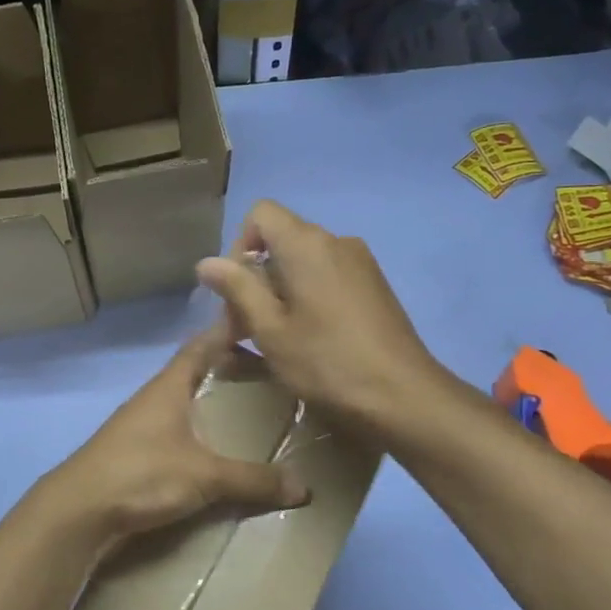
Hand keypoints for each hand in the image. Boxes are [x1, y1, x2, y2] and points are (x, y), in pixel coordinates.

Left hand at [31, 327, 309, 549]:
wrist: (79, 510)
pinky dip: (198, 433)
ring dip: (212, 403)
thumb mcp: (204, 476)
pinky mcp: (135, 454)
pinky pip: (176, 432)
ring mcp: (141, 426)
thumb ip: (252, 479)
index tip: (257, 319)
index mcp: (169, 386)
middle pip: (195, 372)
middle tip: (270, 375)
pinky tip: (216, 452)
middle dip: (229, 370)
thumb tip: (304, 487)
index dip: (227, 329)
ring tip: (250, 413)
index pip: (202, 344)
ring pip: (184, 403)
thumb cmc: (141, 474)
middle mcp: (154, 398)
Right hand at [196, 200, 443, 432]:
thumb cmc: (327, 362)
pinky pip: (328, 275)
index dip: (239, 245)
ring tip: (276, 337)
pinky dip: (307, 295)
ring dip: (280, 289)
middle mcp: (336, 241)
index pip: (261, 214)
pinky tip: (310, 337)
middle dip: (255, 276)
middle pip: (281, 239)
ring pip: (304, 260)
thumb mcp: (270, 329)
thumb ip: (237, 288)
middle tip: (245, 327)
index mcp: (307, 244)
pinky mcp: (374, 285)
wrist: (404, 396)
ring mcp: (360, 262)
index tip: (236, 291)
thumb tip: (206, 261)